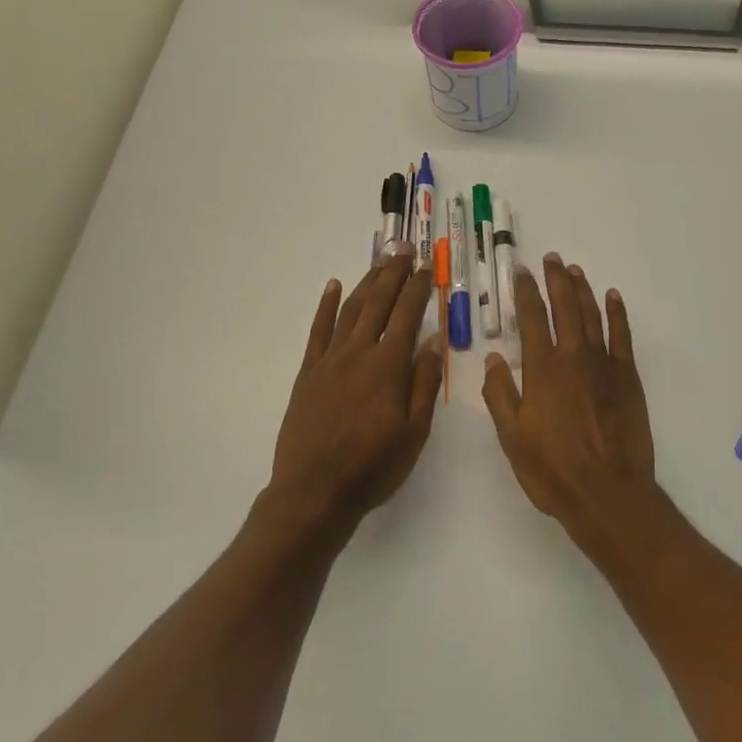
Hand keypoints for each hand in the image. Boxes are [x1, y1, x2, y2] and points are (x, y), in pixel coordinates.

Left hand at [269, 254, 442, 529]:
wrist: (314, 492)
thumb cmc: (373, 466)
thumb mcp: (414, 432)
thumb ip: (424, 383)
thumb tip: (434, 342)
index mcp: (388, 367)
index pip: (407, 316)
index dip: (418, 289)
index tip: (427, 267)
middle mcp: (359, 353)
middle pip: (379, 303)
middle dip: (393, 273)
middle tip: (405, 249)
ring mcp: (329, 361)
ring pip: (351, 310)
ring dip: (367, 282)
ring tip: (380, 261)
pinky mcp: (308, 373)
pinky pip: (318, 330)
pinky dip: (327, 306)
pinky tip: (334, 287)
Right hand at [482, 254, 661, 552]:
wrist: (607, 493)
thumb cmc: (553, 470)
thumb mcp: (512, 437)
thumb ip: (500, 394)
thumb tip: (493, 357)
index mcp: (542, 370)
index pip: (531, 319)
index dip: (525, 292)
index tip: (521, 271)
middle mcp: (573, 357)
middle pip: (564, 308)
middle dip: (556, 280)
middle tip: (552, 259)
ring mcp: (604, 365)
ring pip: (592, 316)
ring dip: (583, 291)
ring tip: (574, 271)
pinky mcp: (628, 378)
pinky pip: (622, 336)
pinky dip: (617, 314)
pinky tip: (613, 298)